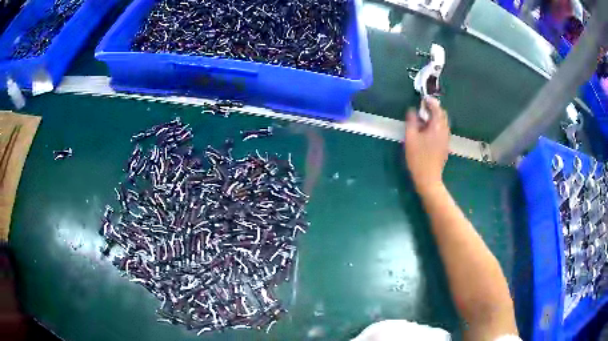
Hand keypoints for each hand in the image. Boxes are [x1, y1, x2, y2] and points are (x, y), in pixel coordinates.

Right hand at [404, 97, 449, 193]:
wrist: (429, 179)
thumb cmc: (418, 158)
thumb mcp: (410, 138)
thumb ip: (411, 122)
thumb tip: (412, 110)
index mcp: (437, 127)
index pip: (436, 109)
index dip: (430, 102)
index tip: (423, 99)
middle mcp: (444, 131)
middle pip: (442, 114)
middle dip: (434, 109)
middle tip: (423, 108)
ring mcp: (446, 139)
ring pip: (443, 123)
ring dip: (435, 117)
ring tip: (424, 119)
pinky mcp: (445, 146)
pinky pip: (443, 130)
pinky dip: (437, 125)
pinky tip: (428, 131)